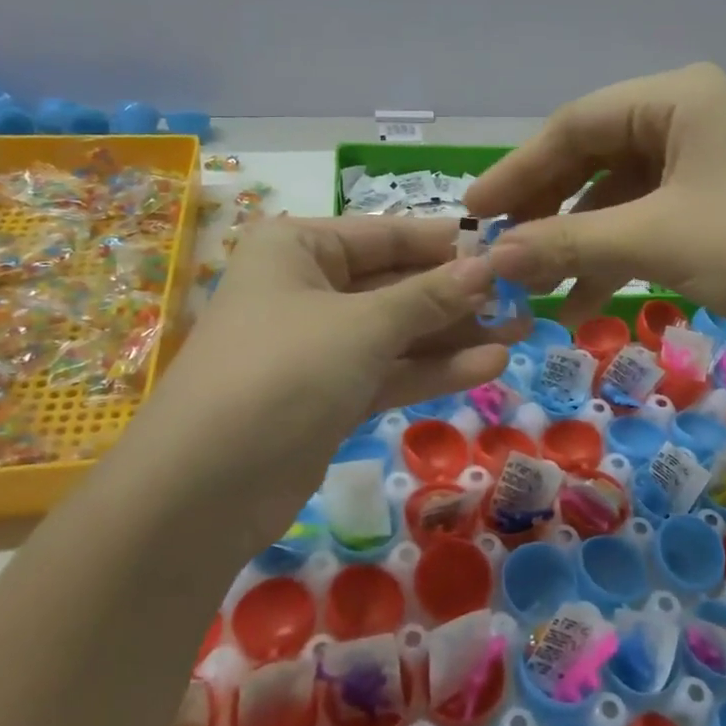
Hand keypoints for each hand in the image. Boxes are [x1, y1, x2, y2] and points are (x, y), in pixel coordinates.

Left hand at [144, 215, 509, 534]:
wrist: (203, 491)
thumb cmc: (283, 372)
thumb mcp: (363, 326)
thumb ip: (430, 297)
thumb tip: (489, 267)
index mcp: (299, 248)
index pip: (387, 234)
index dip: (447, 244)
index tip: (506, 249)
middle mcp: (307, 288)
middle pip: (396, 283)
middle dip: (457, 295)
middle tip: (523, 298)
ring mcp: (318, 346)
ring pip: (398, 331)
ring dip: (455, 334)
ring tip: (521, 331)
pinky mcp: (329, 395)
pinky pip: (389, 371)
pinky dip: (433, 369)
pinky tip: (489, 365)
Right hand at [465, 63, 725, 346]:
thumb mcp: (656, 241)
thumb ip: (568, 244)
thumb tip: (491, 257)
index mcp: (675, 97)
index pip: (574, 124)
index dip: (519, 169)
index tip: (475, 210)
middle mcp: (687, 114)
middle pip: (593, 155)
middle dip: (548, 207)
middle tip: (501, 247)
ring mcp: (704, 158)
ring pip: (618, 192)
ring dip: (579, 239)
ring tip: (536, 285)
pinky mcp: (716, 198)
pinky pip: (648, 216)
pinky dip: (616, 252)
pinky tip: (585, 297)